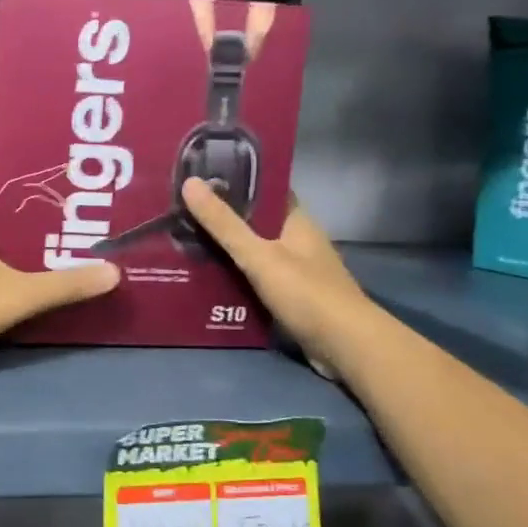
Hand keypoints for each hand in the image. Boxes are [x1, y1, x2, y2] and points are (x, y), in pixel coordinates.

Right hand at [181, 178, 367, 379]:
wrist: (346, 347)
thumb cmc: (306, 293)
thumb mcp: (259, 255)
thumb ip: (224, 224)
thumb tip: (190, 182)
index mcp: (296, 221)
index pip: (266, 191)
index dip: (236, 183)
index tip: (201, 179)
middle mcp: (298, 241)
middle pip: (257, 222)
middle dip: (224, 219)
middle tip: (182, 212)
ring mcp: (297, 271)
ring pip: (255, 252)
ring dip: (227, 250)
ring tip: (184, 242)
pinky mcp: (292, 298)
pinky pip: (257, 279)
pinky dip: (236, 277)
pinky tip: (207, 279)